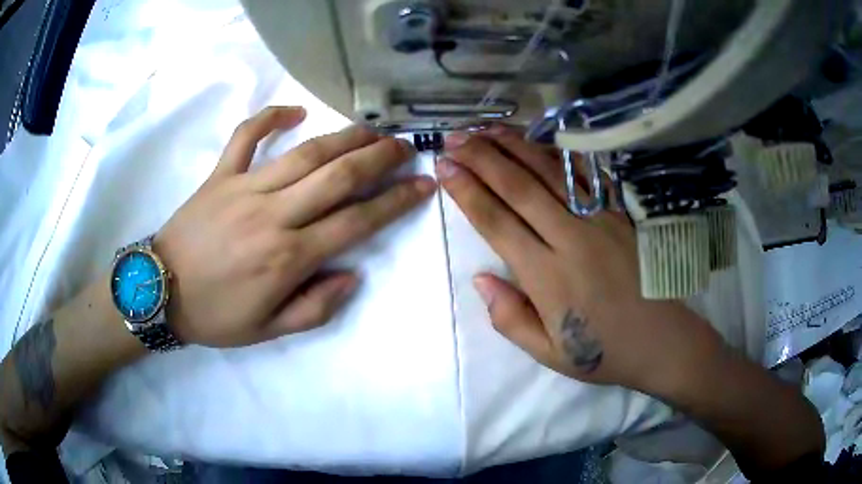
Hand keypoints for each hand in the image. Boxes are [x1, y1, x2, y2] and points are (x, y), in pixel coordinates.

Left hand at [154, 106, 435, 346]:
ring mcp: (244, 187)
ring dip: (345, 137)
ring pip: (304, 153)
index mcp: (288, 257)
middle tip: (406, 145)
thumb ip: (316, 308)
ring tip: (373, 127)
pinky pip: (246, 136)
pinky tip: (294, 112)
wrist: (159, 292)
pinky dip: (269, 118)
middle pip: (338, 176)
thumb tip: (352, 274)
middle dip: (380, 157)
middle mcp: (273, 215)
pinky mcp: (219, 175)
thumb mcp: (268, 330)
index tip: (424, 185)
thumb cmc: (214, 315)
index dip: (396, 201)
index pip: (357, 221)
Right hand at [437, 126, 722, 390]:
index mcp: (548, 277)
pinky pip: (588, 174)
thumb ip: (510, 317)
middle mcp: (571, 239)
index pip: (497, 222)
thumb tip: (480, 277)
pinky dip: (561, 152)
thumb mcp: (549, 353)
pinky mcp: (622, 213)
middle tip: (455, 139)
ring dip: (515, 146)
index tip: (445, 168)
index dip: (467, 191)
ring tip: (486, 129)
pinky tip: (540, 138)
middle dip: (482, 157)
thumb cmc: (604, 351)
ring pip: (551, 172)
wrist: (664, 340)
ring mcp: (601, 220)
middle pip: (519, 187)